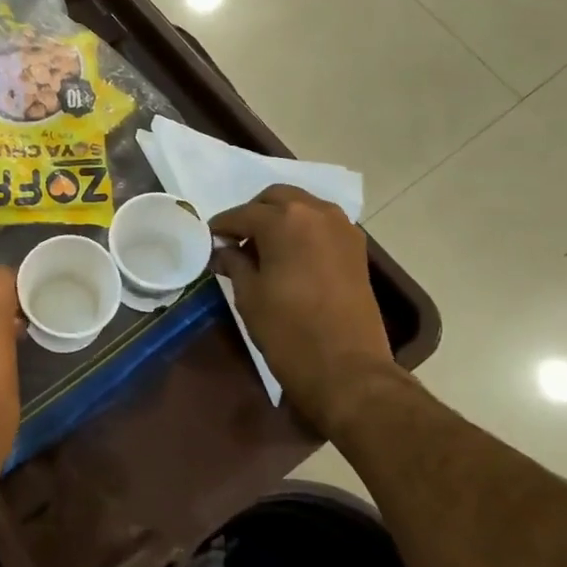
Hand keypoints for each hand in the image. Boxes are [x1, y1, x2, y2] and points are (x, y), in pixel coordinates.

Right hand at [212, 186, 401, 439]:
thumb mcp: (249, 295)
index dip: (221, 226)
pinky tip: (290, 255)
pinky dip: (303, 230)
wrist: (347, 368)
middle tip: (237, 240)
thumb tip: (224, 251)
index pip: (242, 214)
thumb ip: (234, 263)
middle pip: (276, 198)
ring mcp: (341, 228)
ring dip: (281, 218)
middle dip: (254, 213)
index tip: (209, 240)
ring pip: (303, 207)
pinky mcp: (356, 248)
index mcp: (284, 220)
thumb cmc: (288, 331)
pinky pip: (322, 224)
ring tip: (263, 248)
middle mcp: (315, 212)